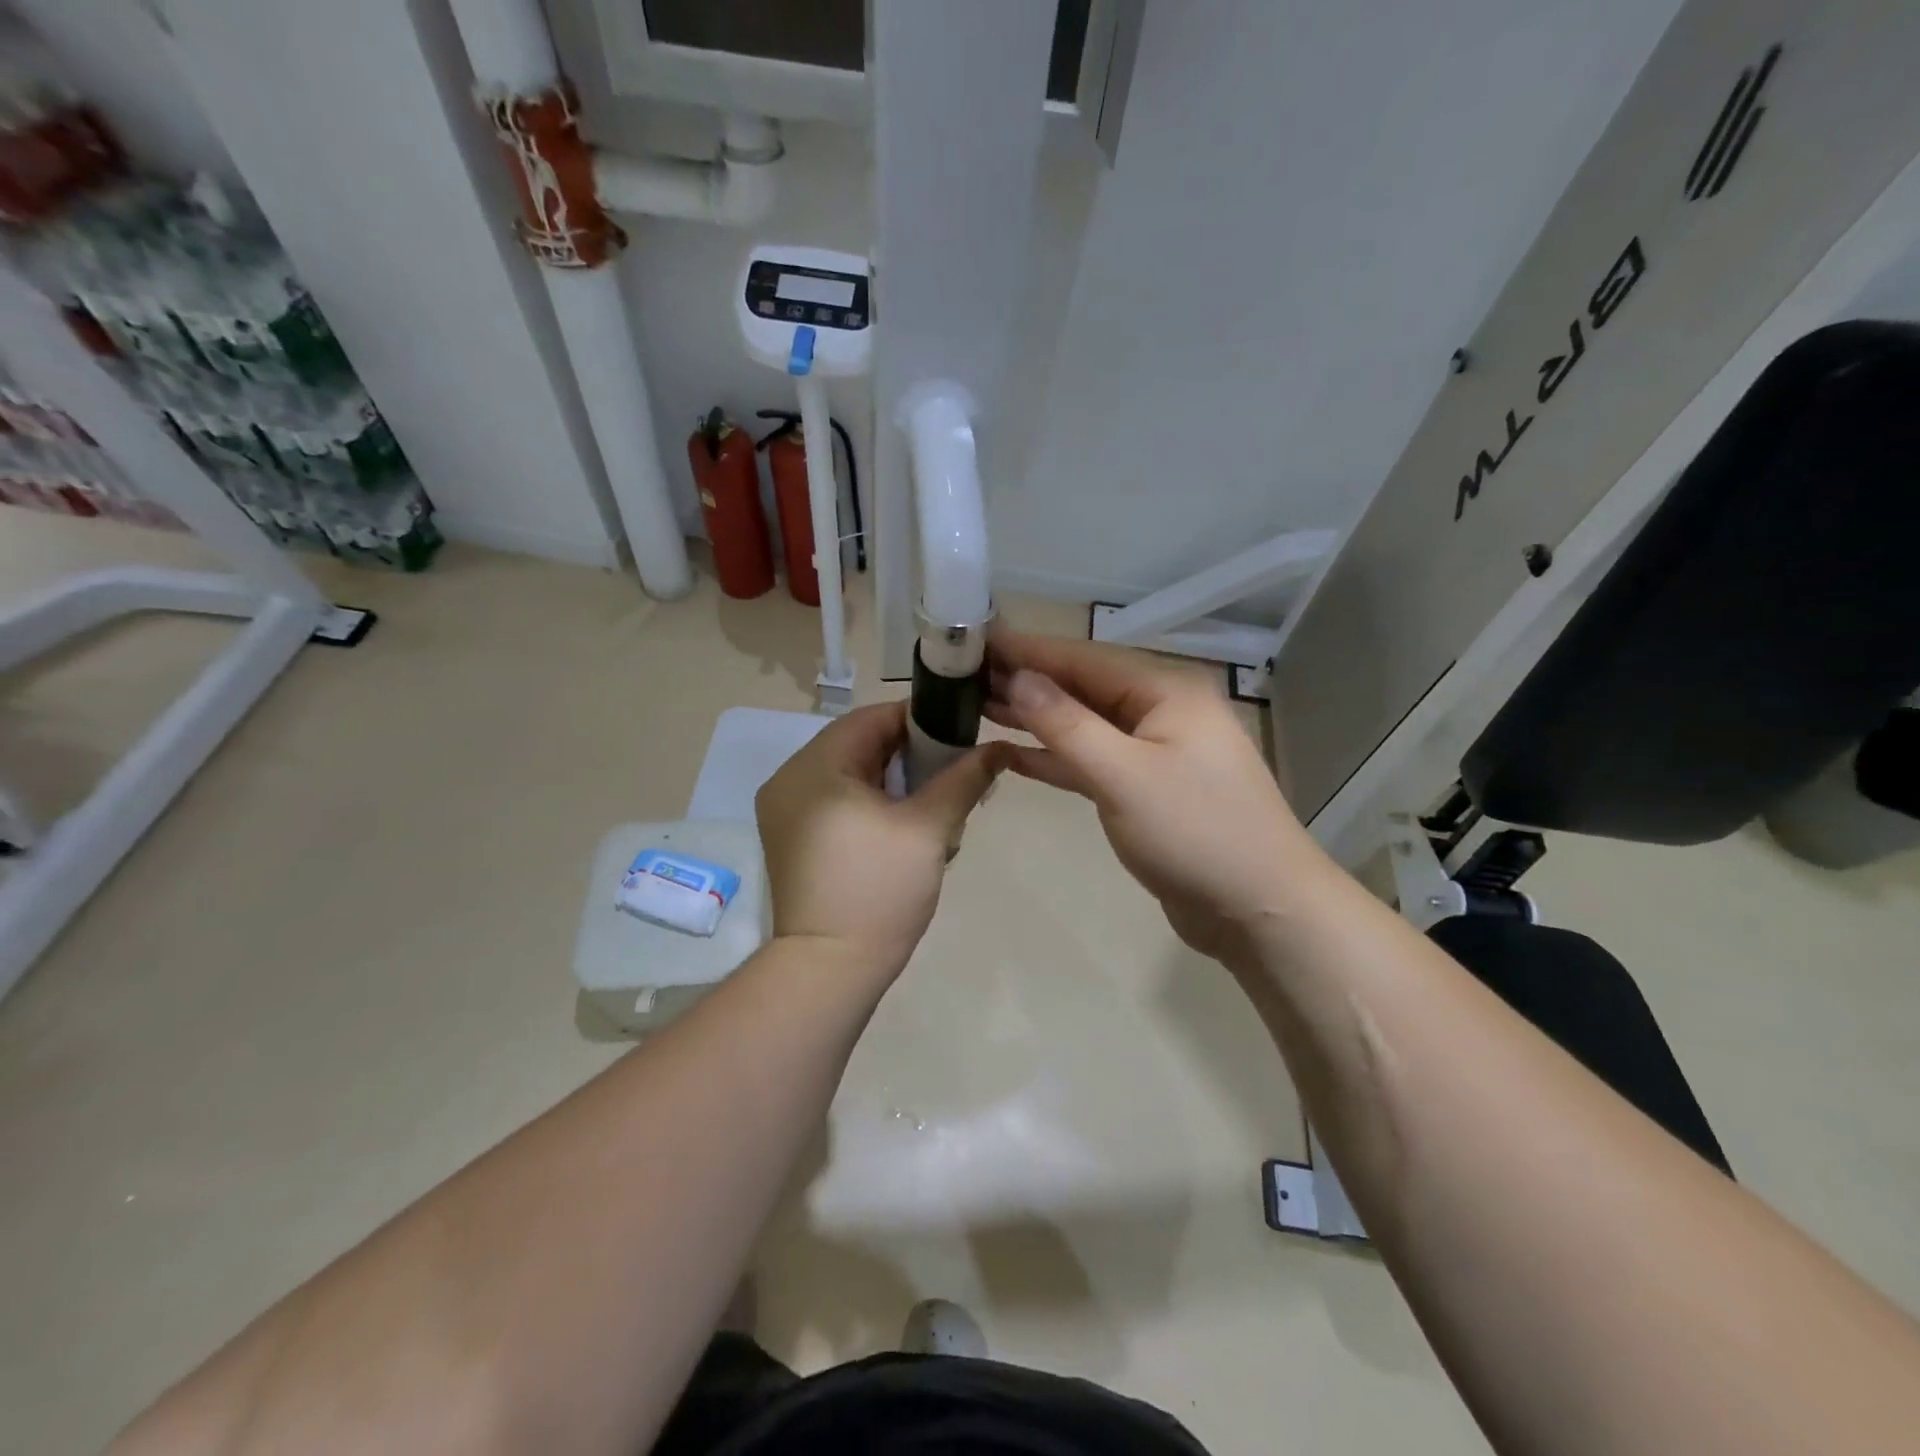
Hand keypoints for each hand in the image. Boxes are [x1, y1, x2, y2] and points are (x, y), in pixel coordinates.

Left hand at [755, 701, 1008, 982]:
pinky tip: (904, 830)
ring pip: (851, 776)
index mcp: (814, 767)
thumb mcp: (928, 829)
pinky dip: (872, 805)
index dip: (921, 720)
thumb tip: (998, 747)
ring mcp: (785, 812)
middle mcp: (789, 780)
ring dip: (895, 784)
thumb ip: (963, 779)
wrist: (829, 970)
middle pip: (860, 746)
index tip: (962, 737)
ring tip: (933, 808)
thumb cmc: (879, 891)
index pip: (873, 718)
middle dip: (912, 758)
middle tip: (953, 777)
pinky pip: (838, 802)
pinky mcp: (792, 839)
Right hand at [988, 631, 1320, 963]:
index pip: (1083, 659)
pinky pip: (1092, 761)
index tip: (975, 641)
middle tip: (964, 676)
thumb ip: (1067, 725)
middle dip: (1027, 682)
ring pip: (1084, 725)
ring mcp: (1154, 751)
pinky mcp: (1145, 789)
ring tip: (976, 707)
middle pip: (1082, 687)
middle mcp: (1160, 711)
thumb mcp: (1124, 776)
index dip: (1027, 650)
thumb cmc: (1196, 834)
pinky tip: (1011, 754)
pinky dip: (1055, 758)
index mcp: (1165, 691)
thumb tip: (1017, 678)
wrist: (1260, 908)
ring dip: (1036, 718)